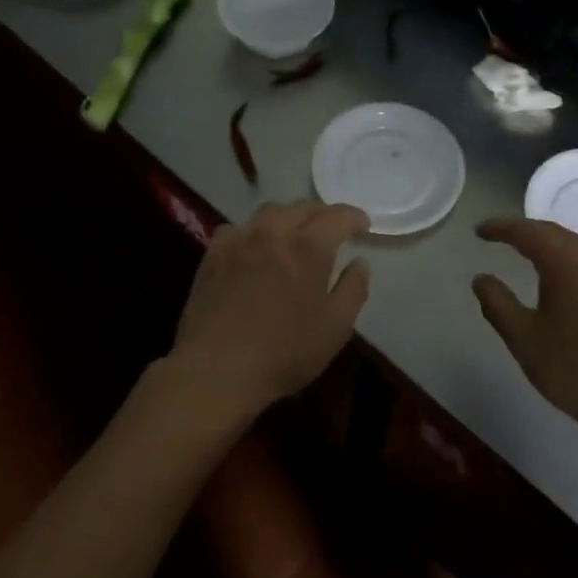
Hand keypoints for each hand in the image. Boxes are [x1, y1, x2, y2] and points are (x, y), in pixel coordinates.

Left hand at [166, 201, 371, 419]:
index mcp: (308, 247)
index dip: (354, 217)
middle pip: (302, 207)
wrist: (216, 370)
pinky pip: (237, 228)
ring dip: (289, 217)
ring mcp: (239, 239)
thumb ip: (353, 289)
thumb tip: (360, 262)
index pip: (338, 216)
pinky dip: (254, 231)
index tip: (363, 226)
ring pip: (269, 212)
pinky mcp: (213, 254)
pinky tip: (254, 248)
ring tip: (295, 233)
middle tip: (333, 229)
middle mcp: (274, 232)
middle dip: (323, 214)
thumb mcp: (335, 328)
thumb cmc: (284, 353)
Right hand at [473, 218, 577, 441]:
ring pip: (576, 245)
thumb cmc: (576, 370)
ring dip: (549, 243)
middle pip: (554, 232)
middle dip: (524, 232)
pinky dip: (569, 258)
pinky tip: (563, 276)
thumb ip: (497, 304)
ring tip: (527, 252)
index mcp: (567, 262)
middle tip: (499, 237)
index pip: (527, 232)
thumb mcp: (524, 339)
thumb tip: (481, 279)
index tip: (479, 231)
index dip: (501, 228)